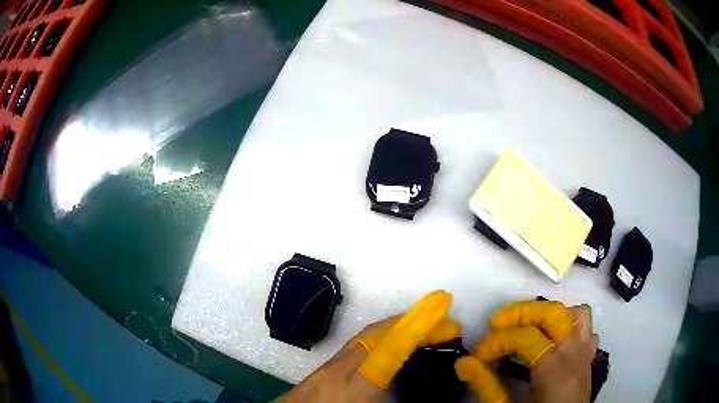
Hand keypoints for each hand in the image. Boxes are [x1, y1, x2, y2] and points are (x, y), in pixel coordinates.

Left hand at [279, 290, 459, 402]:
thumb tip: (428, 397)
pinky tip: (391, 344)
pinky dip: (378, 337)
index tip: (443, 319)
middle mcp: (338, 372)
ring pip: (364, 337)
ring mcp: (327, 367)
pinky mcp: (322, 368)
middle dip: (410, 323)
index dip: (417, 332)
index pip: (388, 353)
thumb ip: (396, 399)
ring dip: (395, 328)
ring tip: (422, 328)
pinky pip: (356, 345)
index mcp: (353, 390)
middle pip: (375, 336)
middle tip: (441, 324)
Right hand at [455, 300, 597, 402]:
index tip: (479, 354)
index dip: (497, 341)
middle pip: (554, 314)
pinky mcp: (589, 359)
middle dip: (522, 313)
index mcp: (554, 371)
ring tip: (530, 328)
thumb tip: (464, 364)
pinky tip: (553, 341)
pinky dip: (570, 326)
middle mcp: (574, 354)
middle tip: (498, 324)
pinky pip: (587, 329)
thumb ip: (487, 387)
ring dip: (551, 315)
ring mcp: (585, 354)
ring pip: (576, 314)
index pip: (525, 338)